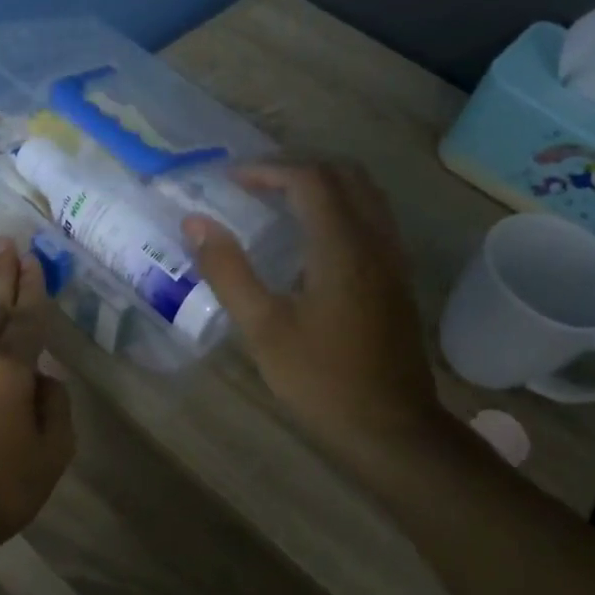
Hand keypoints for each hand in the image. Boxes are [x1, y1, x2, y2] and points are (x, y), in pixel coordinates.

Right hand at [183, 162, 439, 457]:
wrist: (392, 428)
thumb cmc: (321, 380)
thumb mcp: (263, 329)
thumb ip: (228, 270)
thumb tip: (196, 222)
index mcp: (342, 246)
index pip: (310, 178)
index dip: (267, 169)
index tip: (231, 181)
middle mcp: (375, 239)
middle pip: (343, 173)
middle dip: (296, 167)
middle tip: (254, 184)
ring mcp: (393, 257)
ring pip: (364, 192)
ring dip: (322, 182)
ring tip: (278, 200)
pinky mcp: (398, 277)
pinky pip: (373, 216)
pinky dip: (341, 204)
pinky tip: (312, 236)